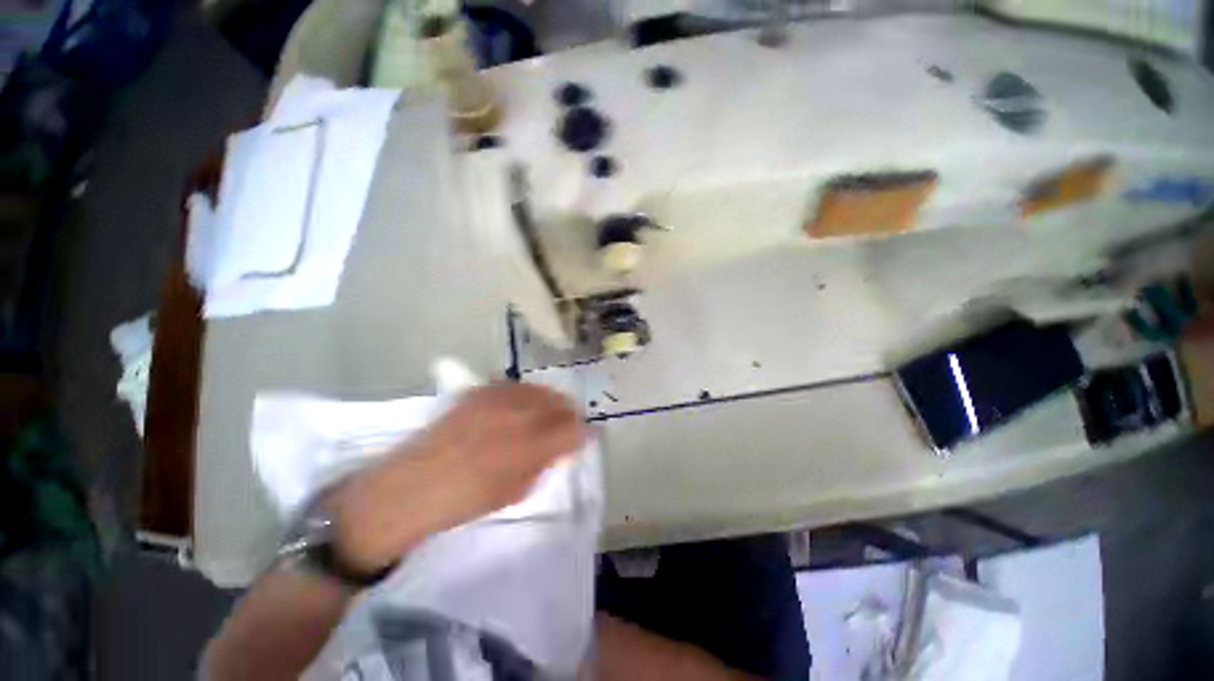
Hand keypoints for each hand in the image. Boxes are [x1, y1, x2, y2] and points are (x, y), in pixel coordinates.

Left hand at [329, 383, 586, 573]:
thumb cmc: (464, 502)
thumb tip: (562, 446)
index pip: (572, 429)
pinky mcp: (476, 393)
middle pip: (558, 403)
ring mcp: (495, 400)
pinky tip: (520, 404)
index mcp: (529, 446)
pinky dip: (523, 394)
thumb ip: (543, 463)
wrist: (407, 490)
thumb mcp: (514, 491)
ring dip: (548, 401)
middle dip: (568, 414)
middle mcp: (516, 415)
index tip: (584, 437)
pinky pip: (511, 386)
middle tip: (567, 426)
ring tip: (546, 413)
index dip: (583, 433)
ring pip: (537, 390)